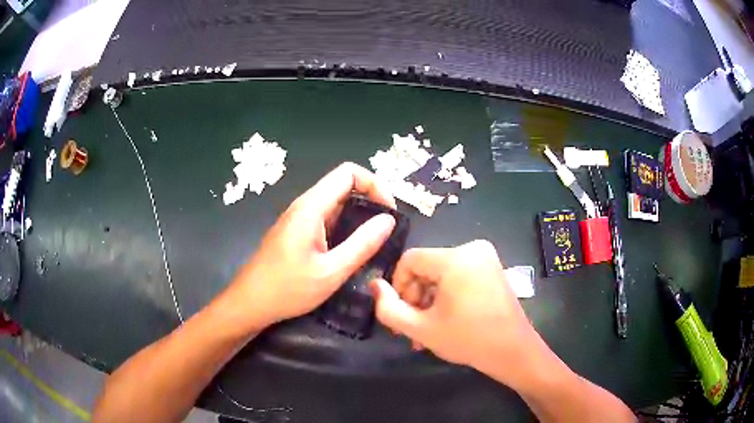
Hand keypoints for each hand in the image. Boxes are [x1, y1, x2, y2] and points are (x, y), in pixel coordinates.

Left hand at [222, 162, 395, 331]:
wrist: (250, 303)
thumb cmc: (288, 289)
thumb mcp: (331, 271)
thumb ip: (362, 244)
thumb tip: (388, 220)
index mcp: (311, 207)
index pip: (349, 173)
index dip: (375, 184)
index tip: (389, 212)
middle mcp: (304, 206)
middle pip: (342, 185)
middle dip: (370, 200)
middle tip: (386, 228)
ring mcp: (298, 219)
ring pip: (335, 203)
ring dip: (358, 215)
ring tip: (374, 240)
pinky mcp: (296, 232)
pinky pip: (326, 218)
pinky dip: (344, 226)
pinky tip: (351, 249)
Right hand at [371, 240, 543, 387]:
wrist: (513, 351)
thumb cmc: (468, 340)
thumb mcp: (421, 329)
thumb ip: (389, 308)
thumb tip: (375, 286)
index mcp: (456, 258)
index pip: (409, 259)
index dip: (398, 285)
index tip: (401, 312)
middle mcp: (472, 248)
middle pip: (427, 267)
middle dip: (415, 297)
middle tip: (414, 327)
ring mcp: (486, 257)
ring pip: (442, 273)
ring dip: (430, 300)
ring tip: (428, 330)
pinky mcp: (493, 268)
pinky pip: (459, 275)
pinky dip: (448, 295)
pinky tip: (446, 320)